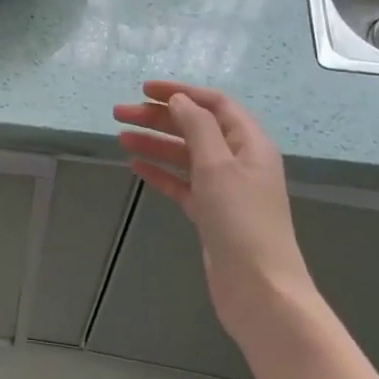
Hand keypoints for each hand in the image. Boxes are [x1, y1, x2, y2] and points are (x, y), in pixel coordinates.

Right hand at [114, 82, 316, 343]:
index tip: (144, 89)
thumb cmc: (241, 222)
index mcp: (250, 144)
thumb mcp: (219, 166)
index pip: (214, 104)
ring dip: (155, 143)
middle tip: (119, 113)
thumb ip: (198, 127)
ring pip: (185, 156)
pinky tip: (136, 166)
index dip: (181, 92)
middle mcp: (239, 161)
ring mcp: (225, 189)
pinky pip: (182, 184)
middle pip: (195, 128)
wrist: (259, 289)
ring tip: (120, 137)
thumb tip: (179, 100)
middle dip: (159, 118)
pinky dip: (160, 173)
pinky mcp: (211, 214)